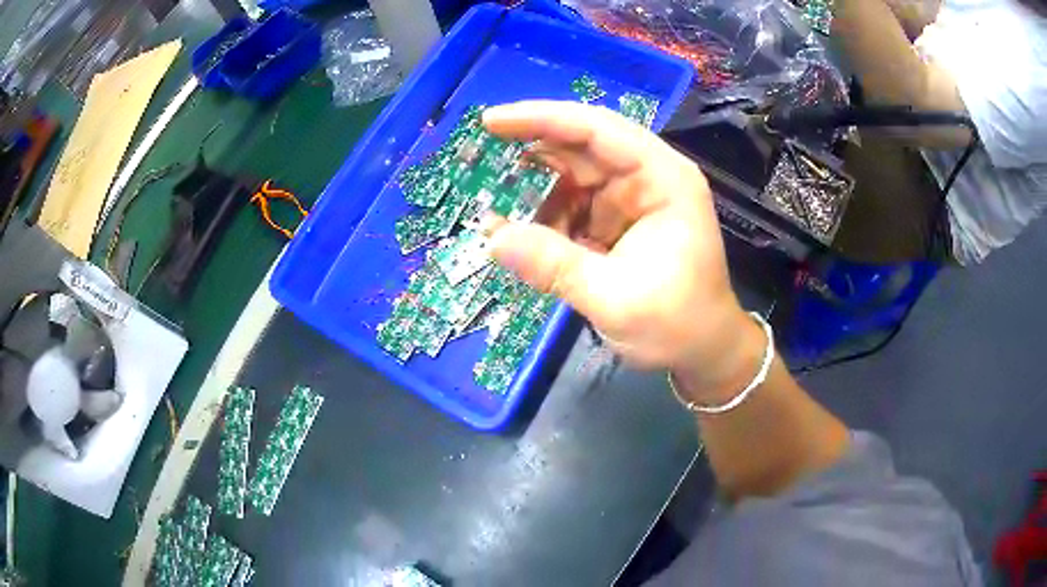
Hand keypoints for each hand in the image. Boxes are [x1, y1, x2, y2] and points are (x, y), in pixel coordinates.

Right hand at [483, 101, 765, 402]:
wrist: (703, 352)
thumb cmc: (677, 325)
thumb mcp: (615, 299)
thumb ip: (554, 266)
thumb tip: (491, 238)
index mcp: (663, 179)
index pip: (598, 129)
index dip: (542, 119)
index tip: (491, 122)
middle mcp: (647, 177)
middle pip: (580, 146)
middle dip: (529, 153)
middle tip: (476, 160)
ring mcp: (630, 198)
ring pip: (571, 176)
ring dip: (531, 189)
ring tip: (490, 204)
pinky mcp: (616, 221)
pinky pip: (571, 206)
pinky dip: (542, 216)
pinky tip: (515, 231)